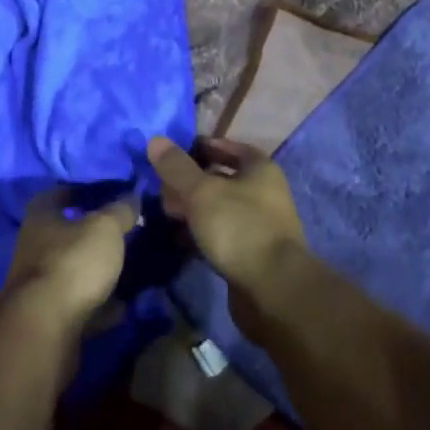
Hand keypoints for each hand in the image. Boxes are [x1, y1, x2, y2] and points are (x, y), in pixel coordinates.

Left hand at [5, 188, 138, 333]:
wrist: (47, 328)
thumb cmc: (73, 262)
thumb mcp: (105, 228)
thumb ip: (120, 210)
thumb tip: (131, 197)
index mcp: (40, 219)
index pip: (56, 194)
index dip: (79, 191)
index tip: (104, 193)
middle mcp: (34, 248)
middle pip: (65, 236)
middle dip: (91, 235)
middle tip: (122, 233)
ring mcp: (40, 286)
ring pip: (73, 271)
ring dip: (96, 271)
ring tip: (128, 269)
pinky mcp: (51, 318)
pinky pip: (81, 305)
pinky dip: (100, 305)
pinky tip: (124, 306)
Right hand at [146, 138, 307, 298]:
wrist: (273, 289)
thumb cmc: (239, 227)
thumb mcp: (202, 191)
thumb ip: (177, 167)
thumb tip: (155, 140)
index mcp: (260, 169)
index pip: (230, 147)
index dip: (203, 146)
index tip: (175, 152)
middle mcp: (264, 193)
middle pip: (224, 179)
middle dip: (193, 180)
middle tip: (163, 185)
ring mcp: (260, 225)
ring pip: (220, 208)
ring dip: (195, 209)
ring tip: (165, 211)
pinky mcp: (251, 254)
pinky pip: (222, 235)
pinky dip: (202, 233)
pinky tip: (179, 238)